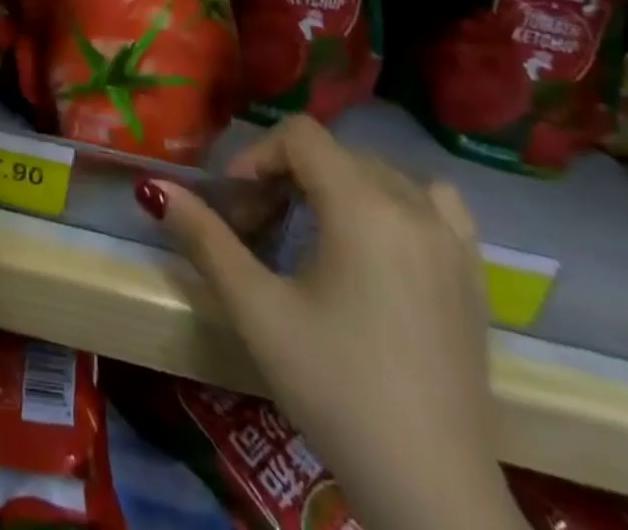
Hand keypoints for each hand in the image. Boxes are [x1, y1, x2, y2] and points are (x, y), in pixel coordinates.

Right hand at [148, 117, 524, 529]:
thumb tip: (153, 187)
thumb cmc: (336, 389)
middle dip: (287, 176)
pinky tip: (379, 240)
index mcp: (364, 206)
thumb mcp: (257, 310)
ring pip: (378, 173)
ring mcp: (452, 239)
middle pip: (334, 153)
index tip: (236, 205)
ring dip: (336, 185)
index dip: (257, 157)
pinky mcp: (474, 273)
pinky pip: (433, 202)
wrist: (432, 491)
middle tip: (260, 228)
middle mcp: (414, 206)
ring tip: (313, 232)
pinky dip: (396, 201)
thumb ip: (204, 238)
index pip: (299, 136)